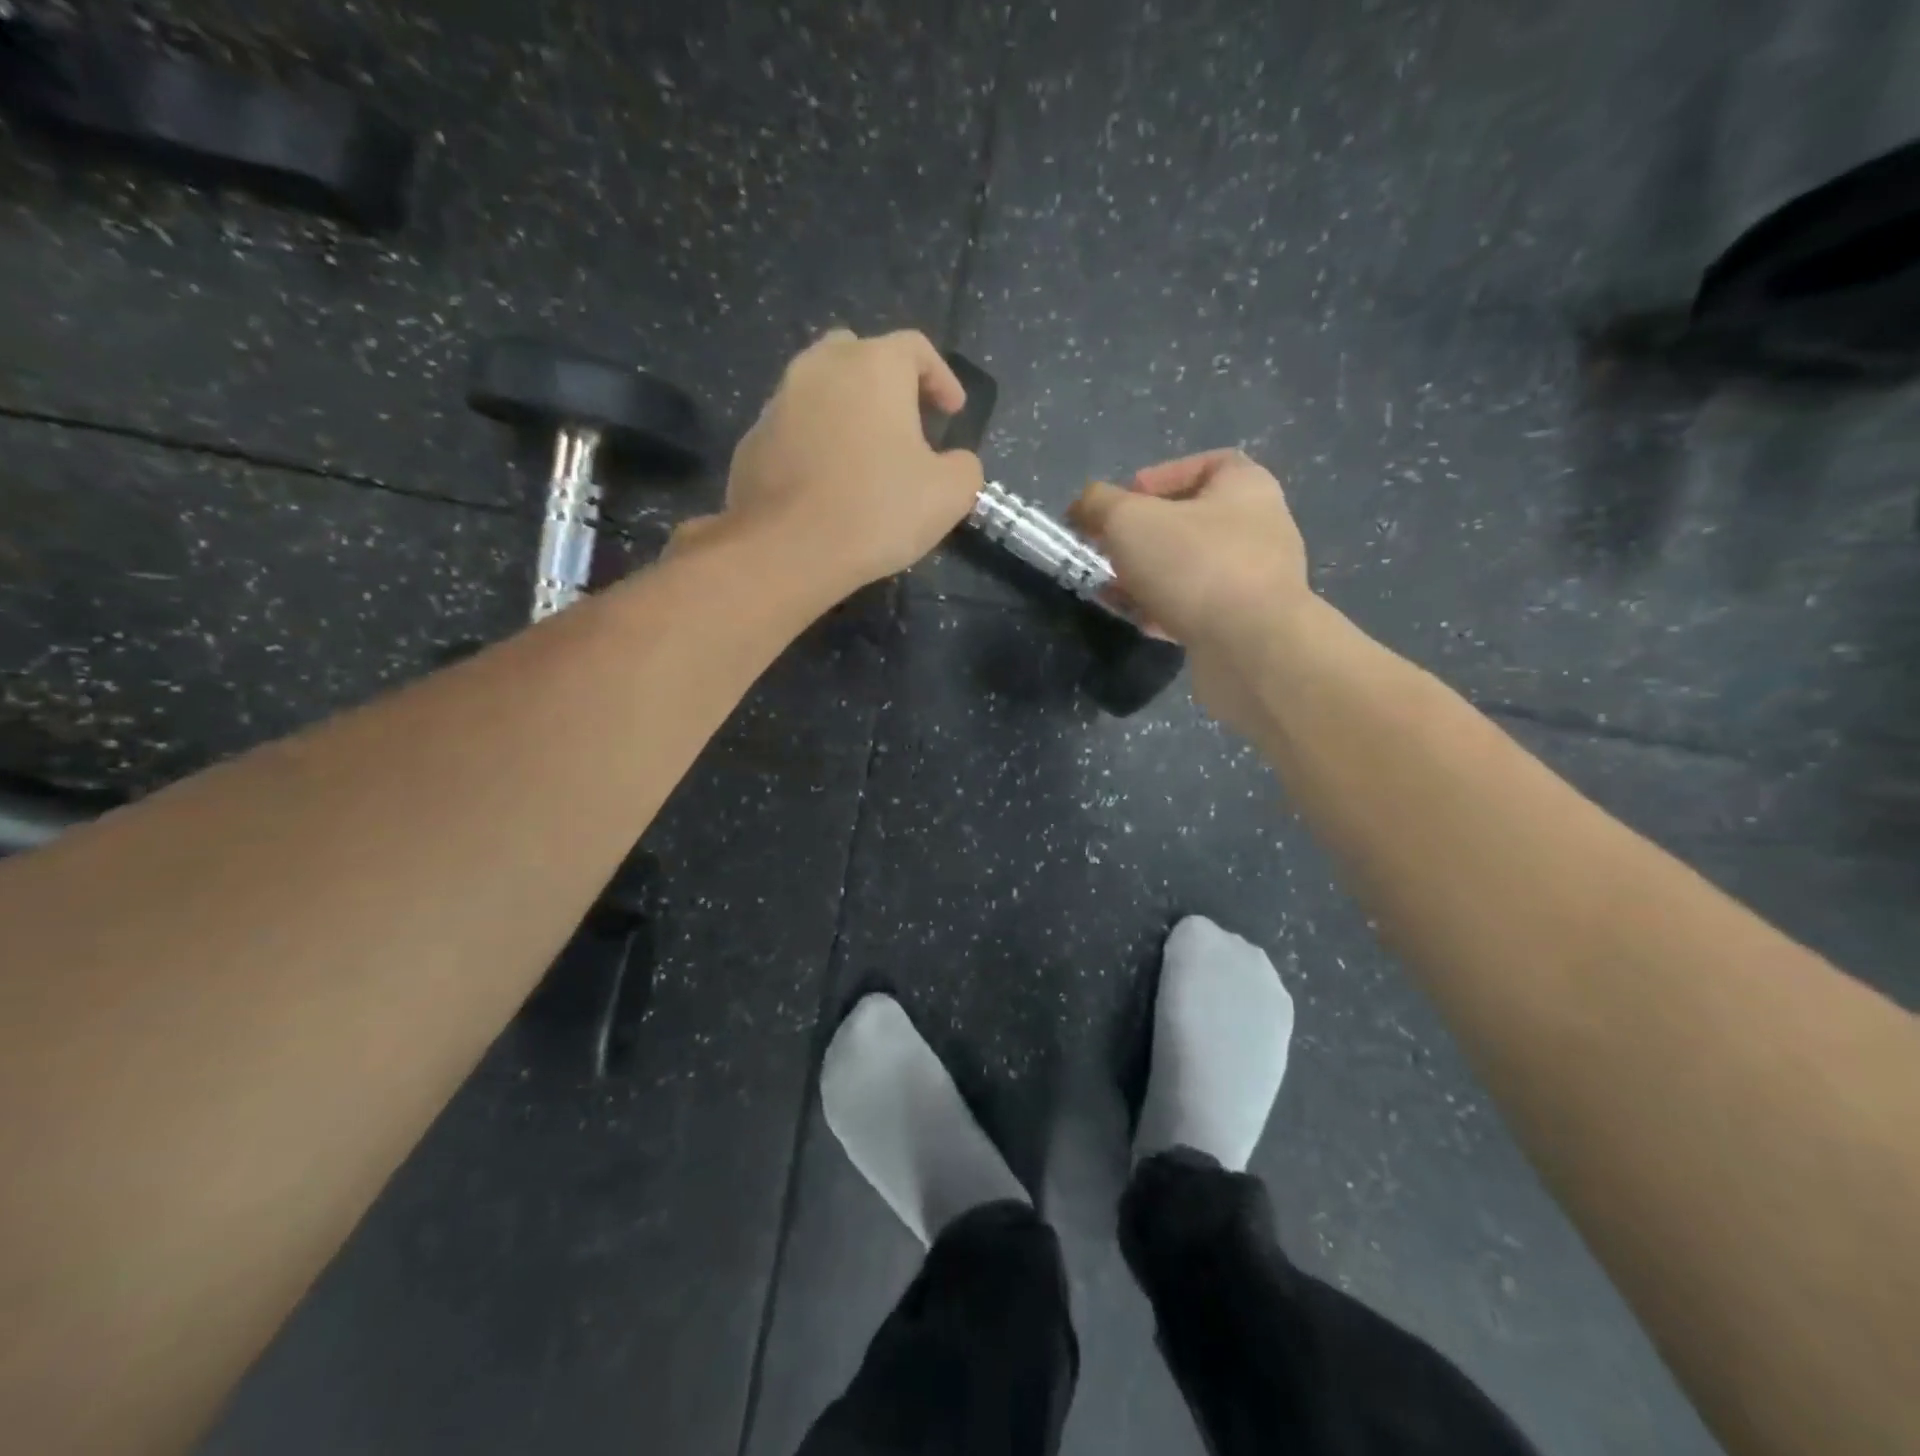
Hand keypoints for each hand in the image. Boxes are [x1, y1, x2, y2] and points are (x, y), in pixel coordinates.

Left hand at [715, 329, 984, 595]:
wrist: (787, 549)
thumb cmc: (877, 511)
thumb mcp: (949, 494)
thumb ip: (964, 466)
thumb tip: (955, 462)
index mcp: (873, 366)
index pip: (915, 348)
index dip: (942, 377)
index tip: (953, 413)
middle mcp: (820, 367)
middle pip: (859, 356)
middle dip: (887, 384)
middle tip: (905, 423)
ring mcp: (779, 401)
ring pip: (821, 391)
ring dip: (847, 414)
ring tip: (864, 457)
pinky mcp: (752, 440)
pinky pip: (794, 429)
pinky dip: (816, 444)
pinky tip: (827, 485)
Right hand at [1069, 450, 1310, 732]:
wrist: (1249, 648)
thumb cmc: (1193, 565)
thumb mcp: (1129, 520)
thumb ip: (1099, 505)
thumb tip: (1083, 506)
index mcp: (1246, 487)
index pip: (1206, 464)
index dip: (1161, 477)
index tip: (1125, 501)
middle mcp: (1259, 529)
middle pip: (1191, 522)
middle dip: (1142, 537)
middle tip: (1107, 550)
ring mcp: (1255, 581)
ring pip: (1189, 569)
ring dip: (1147, 577)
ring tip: (1112, 590)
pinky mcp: (1244, 625)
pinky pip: (1196, 608)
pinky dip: (1164, 611)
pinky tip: (1137, 621)